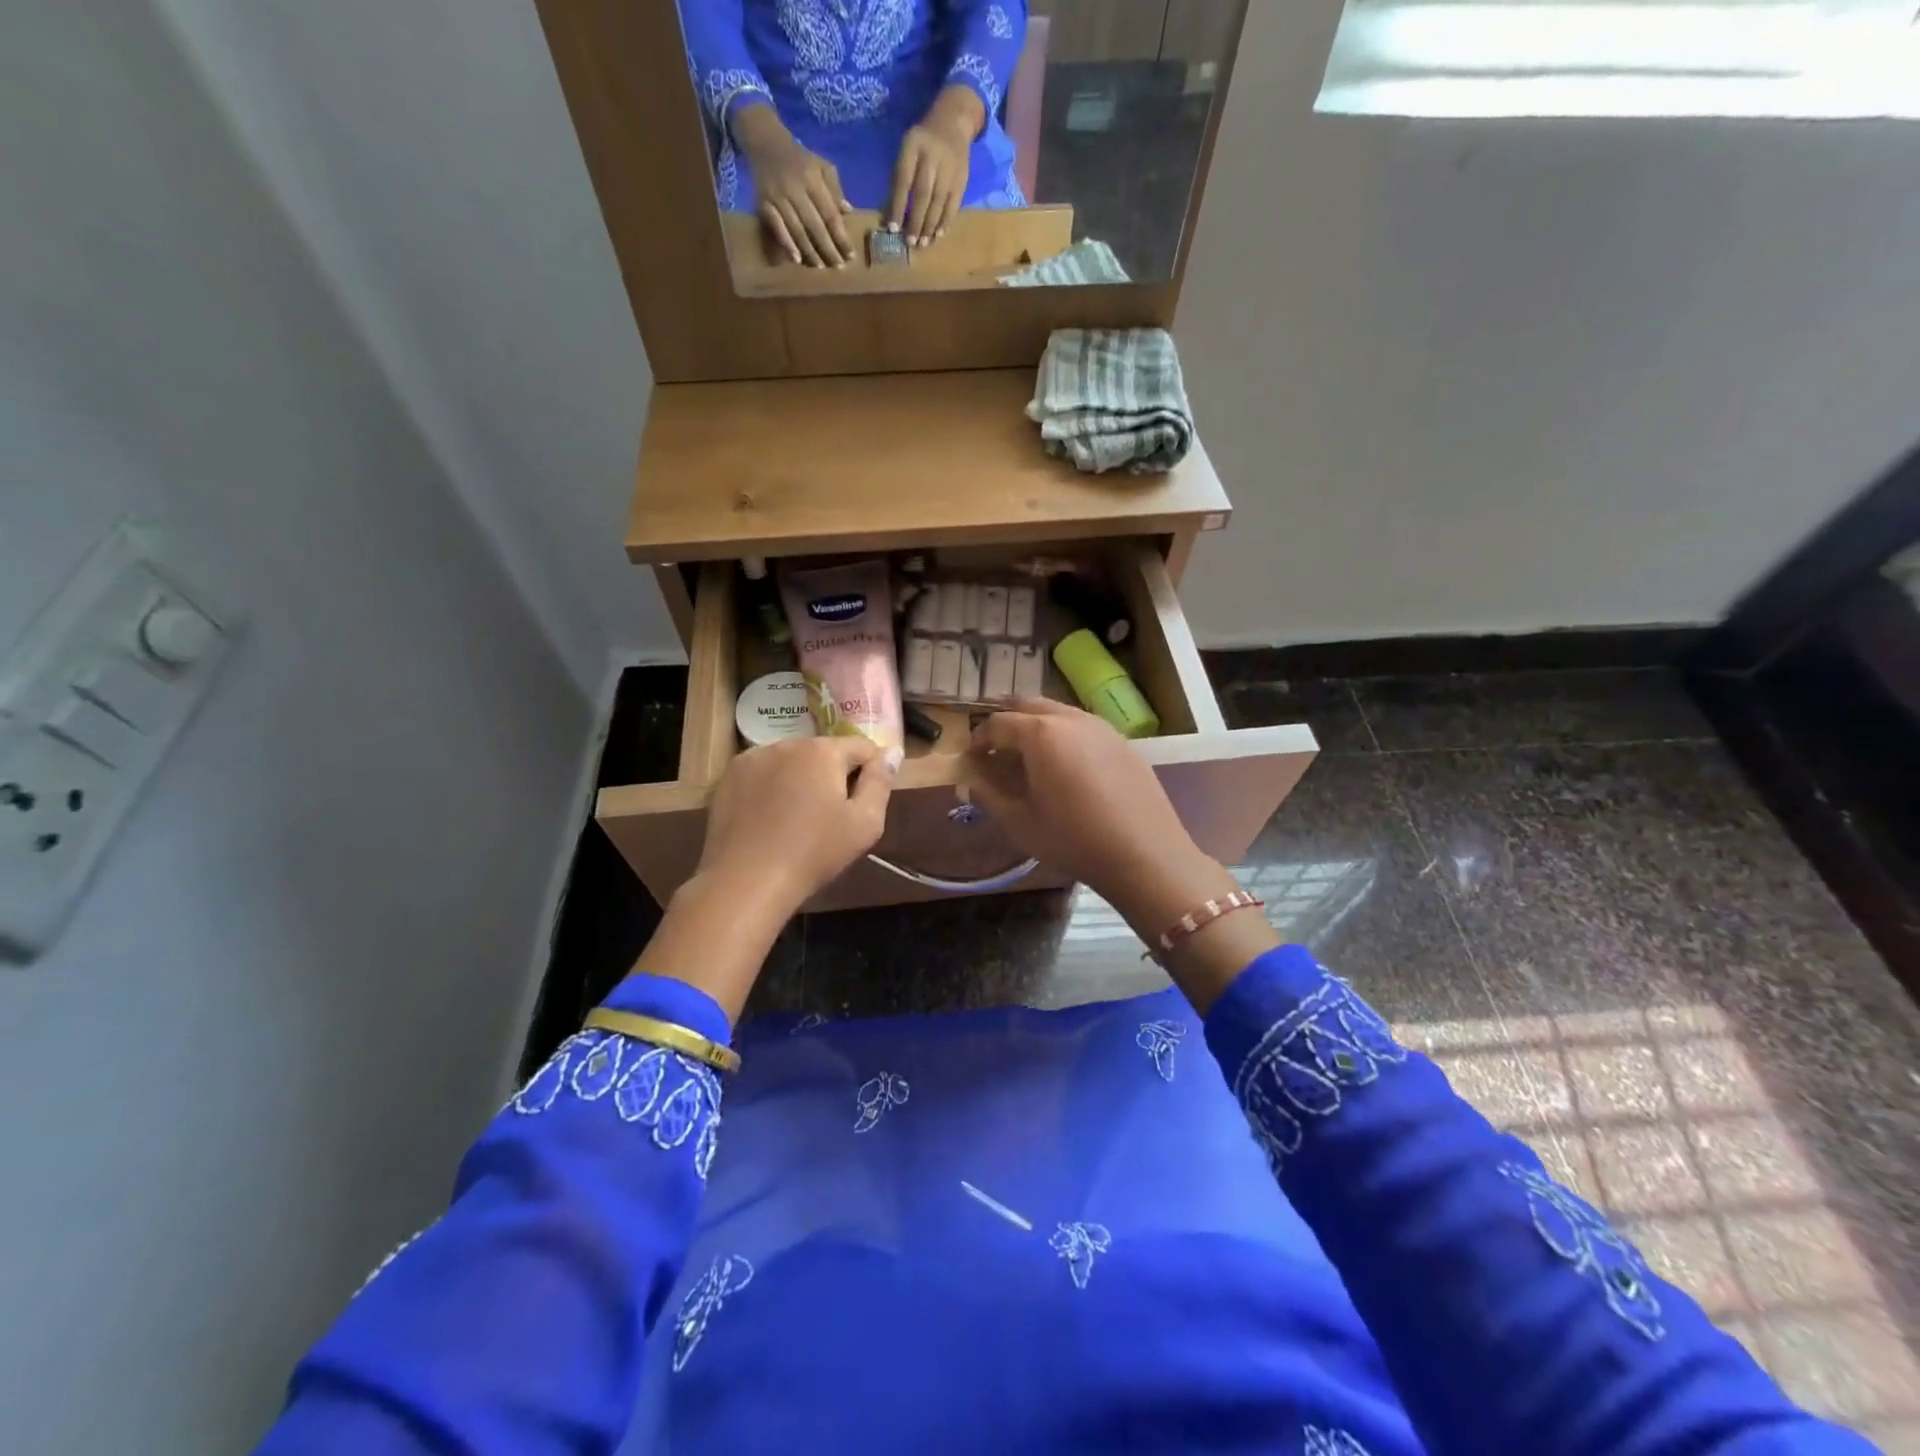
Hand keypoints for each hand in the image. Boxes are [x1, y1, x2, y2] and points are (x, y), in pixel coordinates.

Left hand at [698, 735, 894, 915]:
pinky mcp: (729, 777)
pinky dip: (771, 787)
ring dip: (801, 779)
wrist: (746, 881)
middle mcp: (787, 743)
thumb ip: (881, 782)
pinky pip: (763, 773)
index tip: (866, 802)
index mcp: (823, 751)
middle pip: (824, 753)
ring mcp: (753, 757)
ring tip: (797, 818)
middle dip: (833, 775)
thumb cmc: (814, 853)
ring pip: (791, 761)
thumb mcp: (865, 823)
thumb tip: (892, 751)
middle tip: (832, 815)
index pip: (862, 747)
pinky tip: (770, 818)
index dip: (872, 771)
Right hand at [736, 106, 853, 265]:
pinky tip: (796, 259)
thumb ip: (835, 188)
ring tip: (821, 267)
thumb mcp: (821, 165)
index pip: (830, 214)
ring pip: (797, 230)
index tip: (850, 255)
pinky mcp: (763, 204)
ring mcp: (778, 197)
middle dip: (828, 249)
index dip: (841, 236)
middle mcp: (795, 189)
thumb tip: (848, 212)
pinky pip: (777, 228)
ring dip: (810, 251)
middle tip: (839, 266)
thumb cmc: (799, 159)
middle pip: (815, 225)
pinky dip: (787, 244)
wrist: (765, 142)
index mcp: (812, 178)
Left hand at [888, 86, 982, 245]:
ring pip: (939, 202)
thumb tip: (890, 215)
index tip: (893, 229)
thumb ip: (898, 179)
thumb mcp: (906, 151)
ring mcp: (949, 168)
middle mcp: (932, 156)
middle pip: (923, 194)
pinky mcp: (961, 178)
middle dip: (916, 221)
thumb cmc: (922, 142)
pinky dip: (945, 221)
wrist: (953, 122)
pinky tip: (938, 235)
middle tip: (910, 242)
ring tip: (923, 244)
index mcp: (913, 146)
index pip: (904, 181)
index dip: (898, 206)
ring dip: (930, 226)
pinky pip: (953, 204)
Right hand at [962, 699, 1275, 1013]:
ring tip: (1029, 756)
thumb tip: (970, 779)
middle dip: (1007, 722)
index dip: (979, 739)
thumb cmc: (1073, 840)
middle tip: (996, 749)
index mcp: (1040, 733)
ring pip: (1058, 712)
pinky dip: (1064, 736)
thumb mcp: (1020, 822)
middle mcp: (1070, 718)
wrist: (1144, 854)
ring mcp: (1101, 727)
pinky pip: (1083, 727)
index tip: (972, 757)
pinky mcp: (1122, 742)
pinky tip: (1066, 766)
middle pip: (1028, 706)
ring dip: (1036, 726)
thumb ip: (989, 795)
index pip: (997, 723)